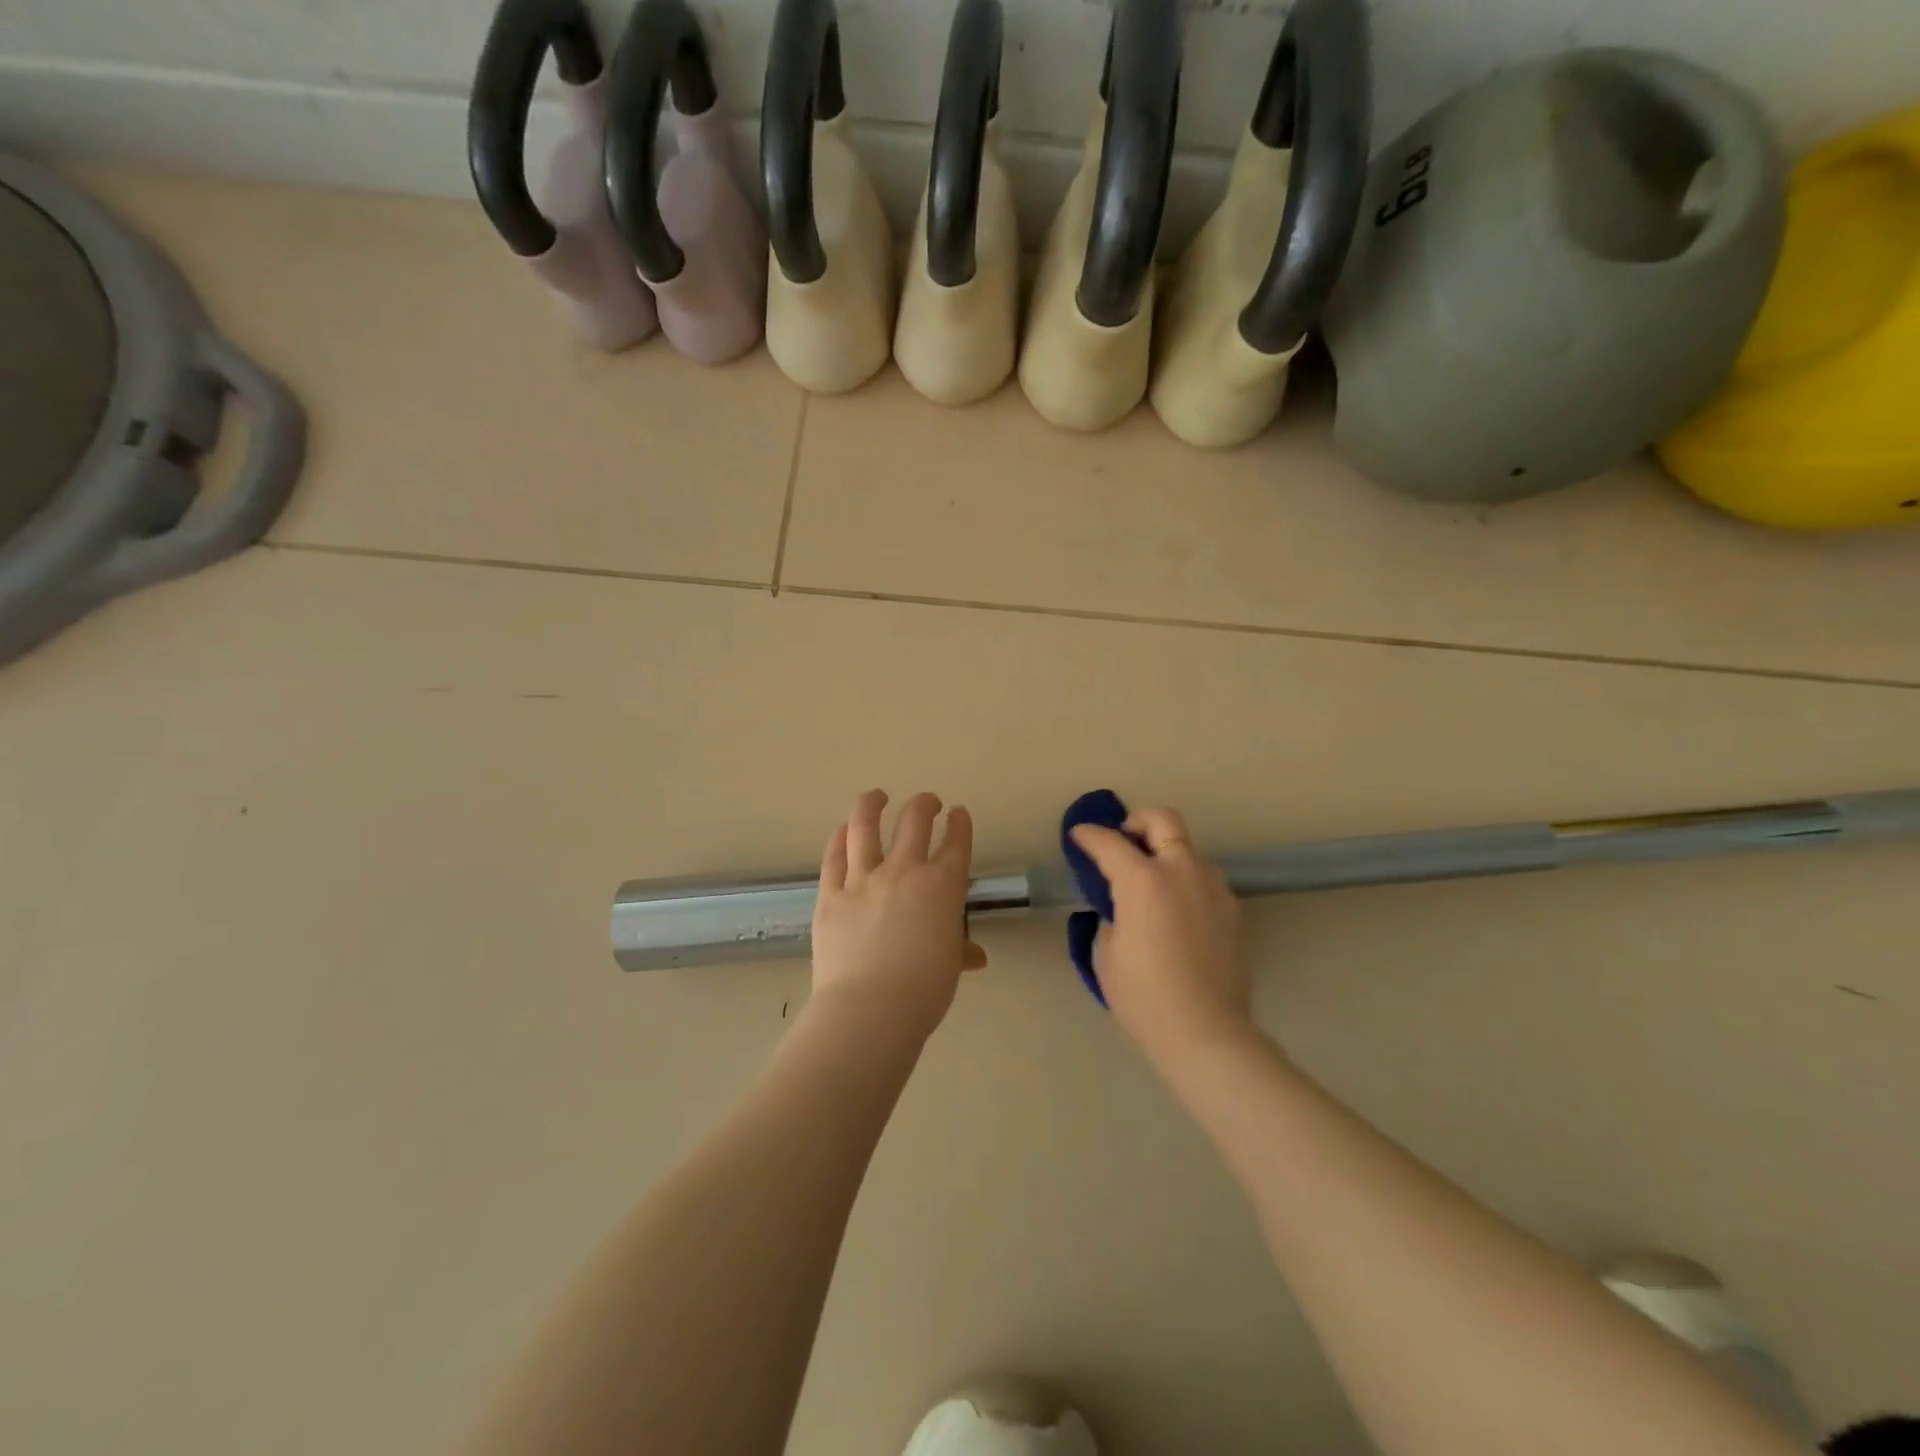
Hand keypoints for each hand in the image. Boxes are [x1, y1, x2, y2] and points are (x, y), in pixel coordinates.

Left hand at [810, 790, 986, 1040]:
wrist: (870, 1009)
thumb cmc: (923, 991)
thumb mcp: (950, 966)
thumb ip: (959, 950)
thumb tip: (974, 955)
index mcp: (942, 887)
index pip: (956, 843)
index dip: (960, 823)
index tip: (959, 815)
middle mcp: (904, 871)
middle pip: (915, 820)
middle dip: (924, 804)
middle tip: (928, 802)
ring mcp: (863, 879)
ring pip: (865, 826)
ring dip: (872, 804)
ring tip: (877, 796)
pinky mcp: (831, 894)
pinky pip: (833, 856)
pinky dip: (839, 838)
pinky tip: (842, 830)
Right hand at [1069, 807, 1248, 1064]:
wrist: (1206, 1032)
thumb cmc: (1144, 996)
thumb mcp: (1107, 955)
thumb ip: (1110, 919)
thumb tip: (1120, 911)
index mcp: (1143, 880)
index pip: (1109, 843)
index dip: (1089, 835)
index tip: (1079, 835)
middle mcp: (1181, 871)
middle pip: (1163, 820)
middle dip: (1138, 821)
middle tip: (1124, 842)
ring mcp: (1212, 887)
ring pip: (1188, 849)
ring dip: (1166, 853)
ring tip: (1152, 883)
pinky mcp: (1232, 909)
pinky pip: (1204, 879)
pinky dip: (1185, 880)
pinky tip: (1175, 912)